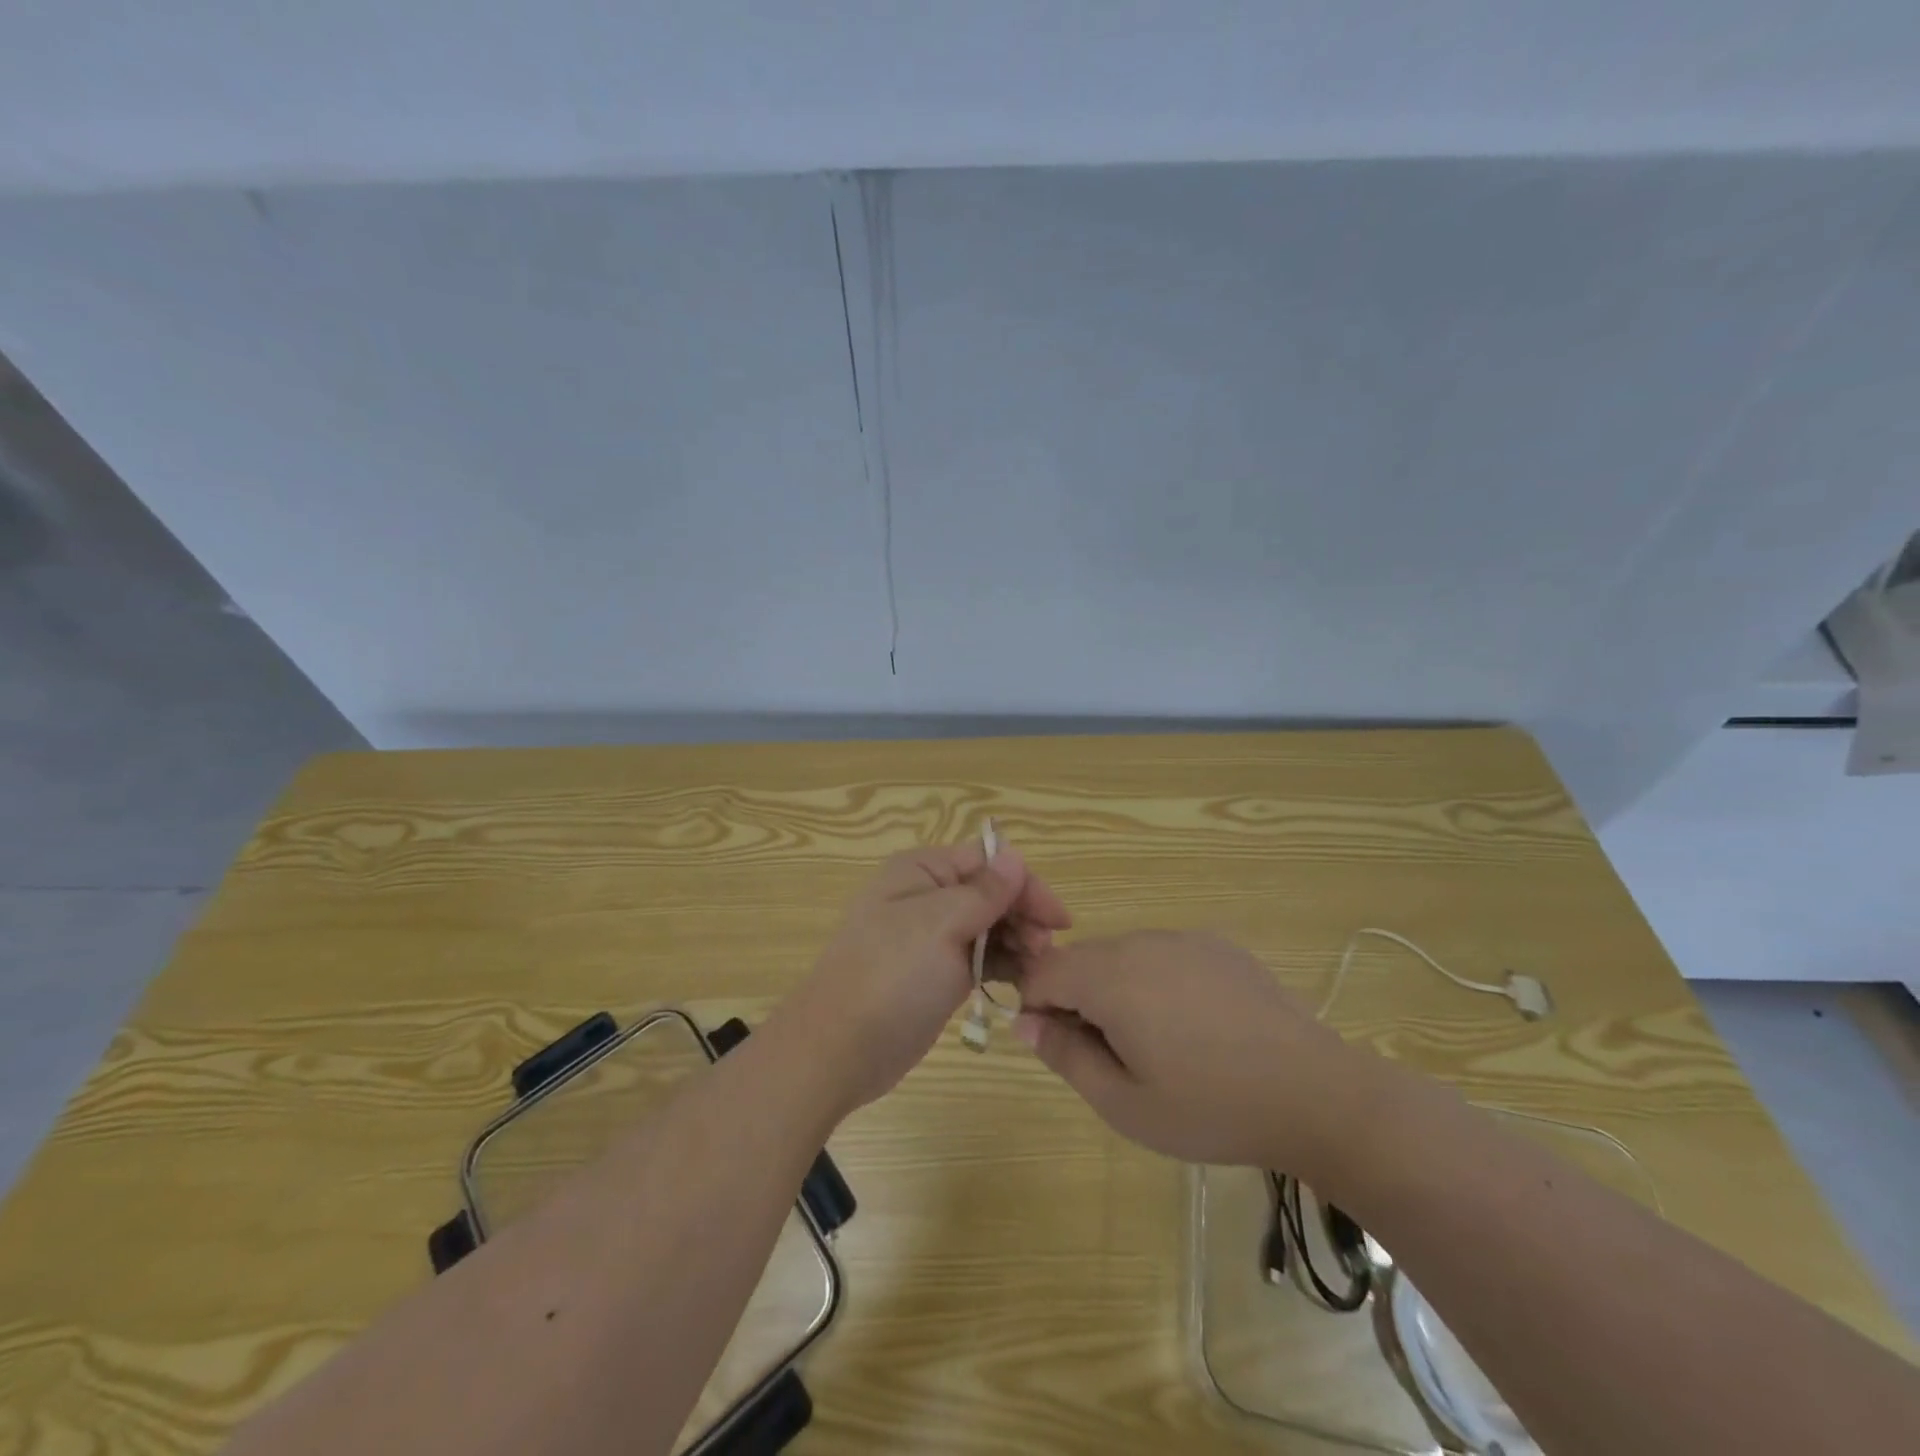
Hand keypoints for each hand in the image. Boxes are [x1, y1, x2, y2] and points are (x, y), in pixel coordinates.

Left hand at [778, 839, 1071, 1114]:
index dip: (1025, 884)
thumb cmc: (889, 976)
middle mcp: (927, 897)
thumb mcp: (939, 924)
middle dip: (1024, 916)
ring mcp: (932, 938)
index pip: (987, 860)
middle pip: (991, 892)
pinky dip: (1004, 965)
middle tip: (1047, 952)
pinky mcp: (937, 974)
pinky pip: (980, 958)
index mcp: (922, 871)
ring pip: (990, 926)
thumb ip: (983, 891)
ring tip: (1038, 971)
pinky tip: (1024, 984)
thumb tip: (1014, 857)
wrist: (838, 1050)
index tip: (1057, 921)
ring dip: (1019, 942)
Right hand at [1014, 931, 1379, 1174]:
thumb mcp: (1125, 1103)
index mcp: (1110, 977)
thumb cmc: (1210, 1107)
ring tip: (1156, 1044)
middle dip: (1076, 999)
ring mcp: (1182, 938)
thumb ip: (1066, 1056)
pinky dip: (1155, 981)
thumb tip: (1025, 1023)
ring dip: (1116, 989)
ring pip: (1121, 955)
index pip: (1042, 971)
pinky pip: (1162, 954)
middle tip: (1109, 1056)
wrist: (1314, 1093)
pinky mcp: (1216, 945)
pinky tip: (1193, 1025)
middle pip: (1081, 959)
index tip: (1058, 1046)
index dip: (1036, 1006)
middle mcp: (1140, 943)